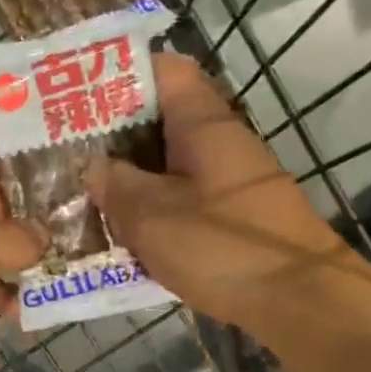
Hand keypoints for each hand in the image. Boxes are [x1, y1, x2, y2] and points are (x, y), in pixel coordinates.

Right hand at [89, 52, 342, 327]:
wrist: (301, 300)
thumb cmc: (221, 246)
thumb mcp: (150, 215)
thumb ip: (114, 184)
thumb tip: (95, 166)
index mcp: (202, 123)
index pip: (164, 70)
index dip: (121, 74)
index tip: (80, 95)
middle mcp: (219, 140)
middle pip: (161, 118)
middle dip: (114, 133)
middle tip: (69, 151)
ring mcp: (230, 178)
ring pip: (169, 161)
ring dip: (131, 174)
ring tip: (87, 191)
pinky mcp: (233, 213)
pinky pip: (183, 194)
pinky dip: (152, 204)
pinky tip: (124, 229)